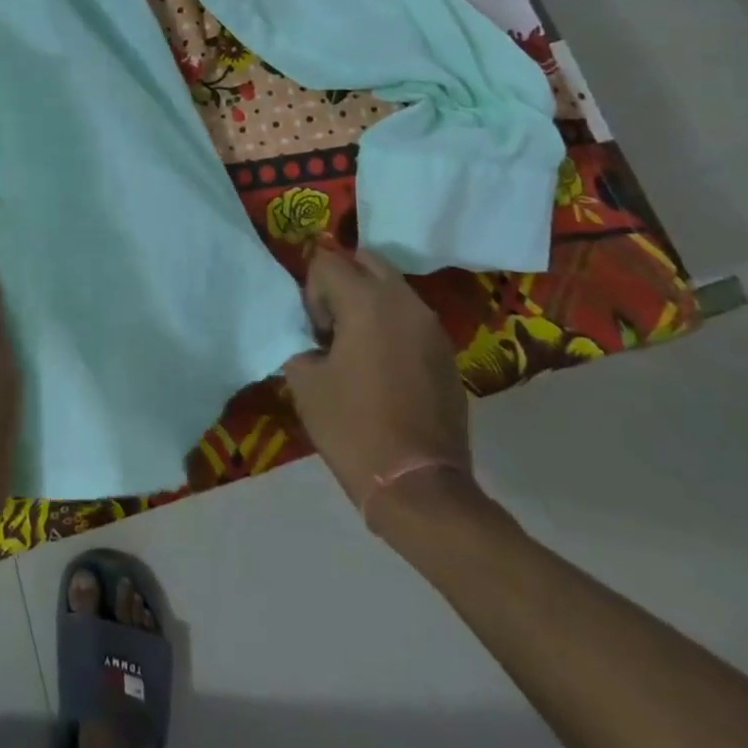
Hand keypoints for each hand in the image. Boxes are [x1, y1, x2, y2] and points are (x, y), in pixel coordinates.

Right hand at [283, 242, 473, 530]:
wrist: (418, 487)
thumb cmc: (352, 428)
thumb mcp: (304, 380)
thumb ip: (301, 340)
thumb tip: (312, 336)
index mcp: (367, 302)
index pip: (327, 261)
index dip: (310, 291)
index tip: (313, 332)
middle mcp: (405, 303)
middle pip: (366, 261)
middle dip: (342, 281)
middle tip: (329, 325)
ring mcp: (433, 328)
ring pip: (392, 288)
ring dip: (367, 302)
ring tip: (353, 347)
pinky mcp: (447, 354)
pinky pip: (410, 318)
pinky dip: (390, 325)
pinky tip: (379, 367)